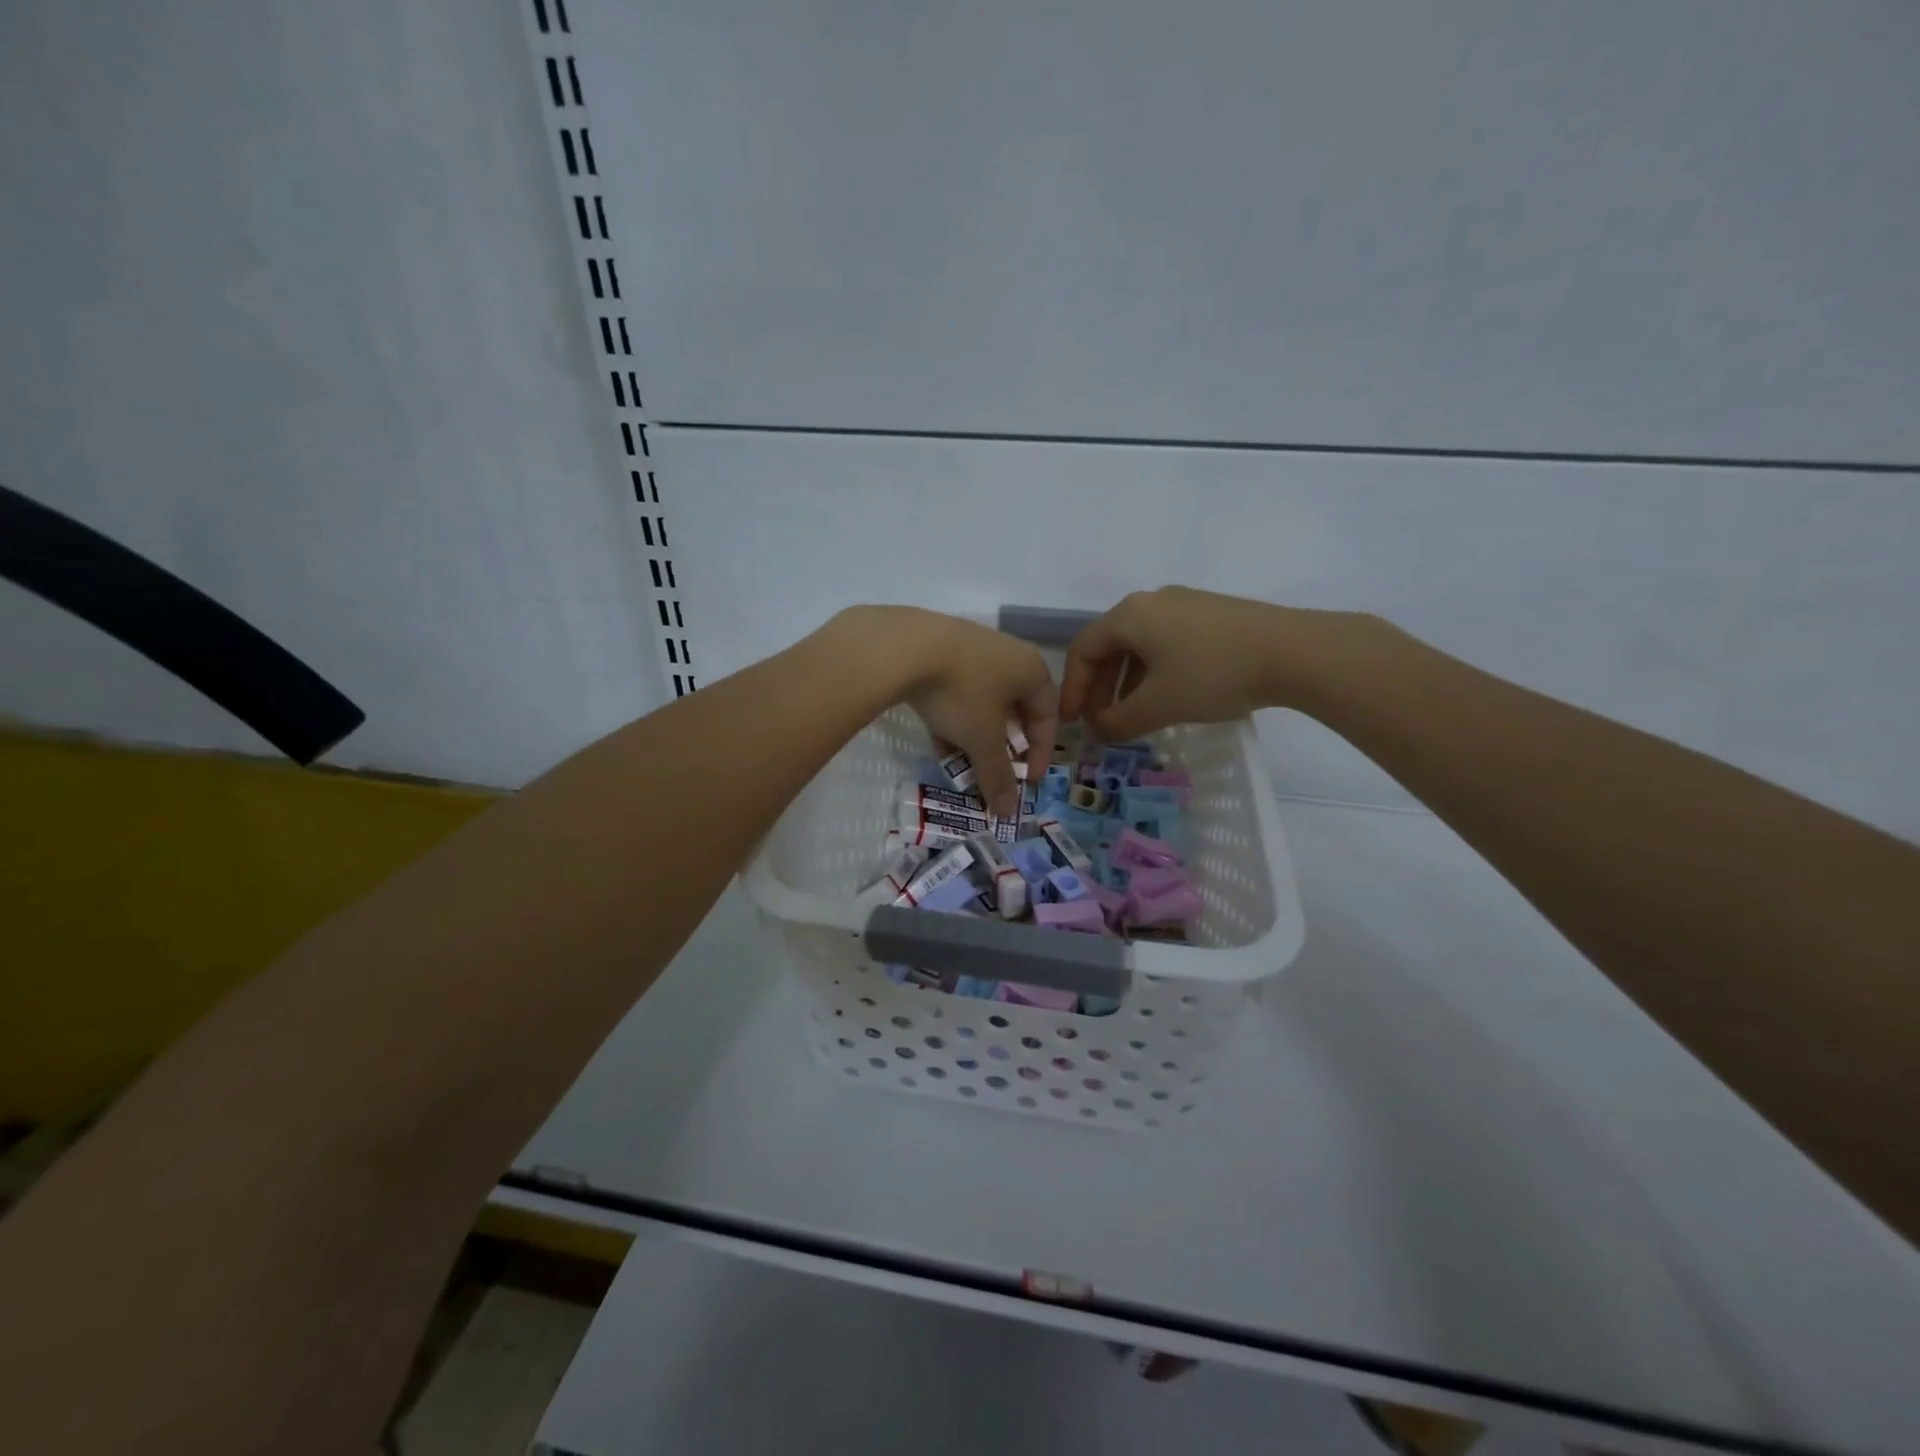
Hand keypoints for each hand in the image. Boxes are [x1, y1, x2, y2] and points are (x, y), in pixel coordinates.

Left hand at [834, 606, 1056, 815]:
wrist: (903, 646)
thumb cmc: (961, 692)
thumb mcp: (982, 740)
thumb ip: (998, 776)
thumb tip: (1009, 813)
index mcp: (1031, 670)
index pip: (1047, 717)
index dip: (1040, 753)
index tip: (1027, 782)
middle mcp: (1009, 654)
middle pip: (1015, 709)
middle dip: (1004, 747)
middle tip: (996, 771)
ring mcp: (973, 648)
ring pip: (983, 702)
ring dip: (976, 736)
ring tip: (963, 763)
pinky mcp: (940, 649)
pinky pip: (957, 690)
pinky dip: (954, 718)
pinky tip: (938, 742)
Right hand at [1060, 587, 1357, 739]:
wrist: (1294, 652)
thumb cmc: (1213, 675)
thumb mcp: (1159, 705)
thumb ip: (1118, 722)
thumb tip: (1097, 731)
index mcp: (1130, 615)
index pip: (1083, 650)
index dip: (1073, 689)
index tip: (1073, 722)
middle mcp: (1151, 601)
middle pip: (1110, 645)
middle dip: (1100, 688)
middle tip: (1101, 722)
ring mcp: (1184, 604)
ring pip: (1140, 645)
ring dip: (1127, 682)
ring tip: (1133, 715)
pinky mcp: (1211, 613)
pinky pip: (1166, 642)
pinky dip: (1154, 671)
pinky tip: (1168, 696)